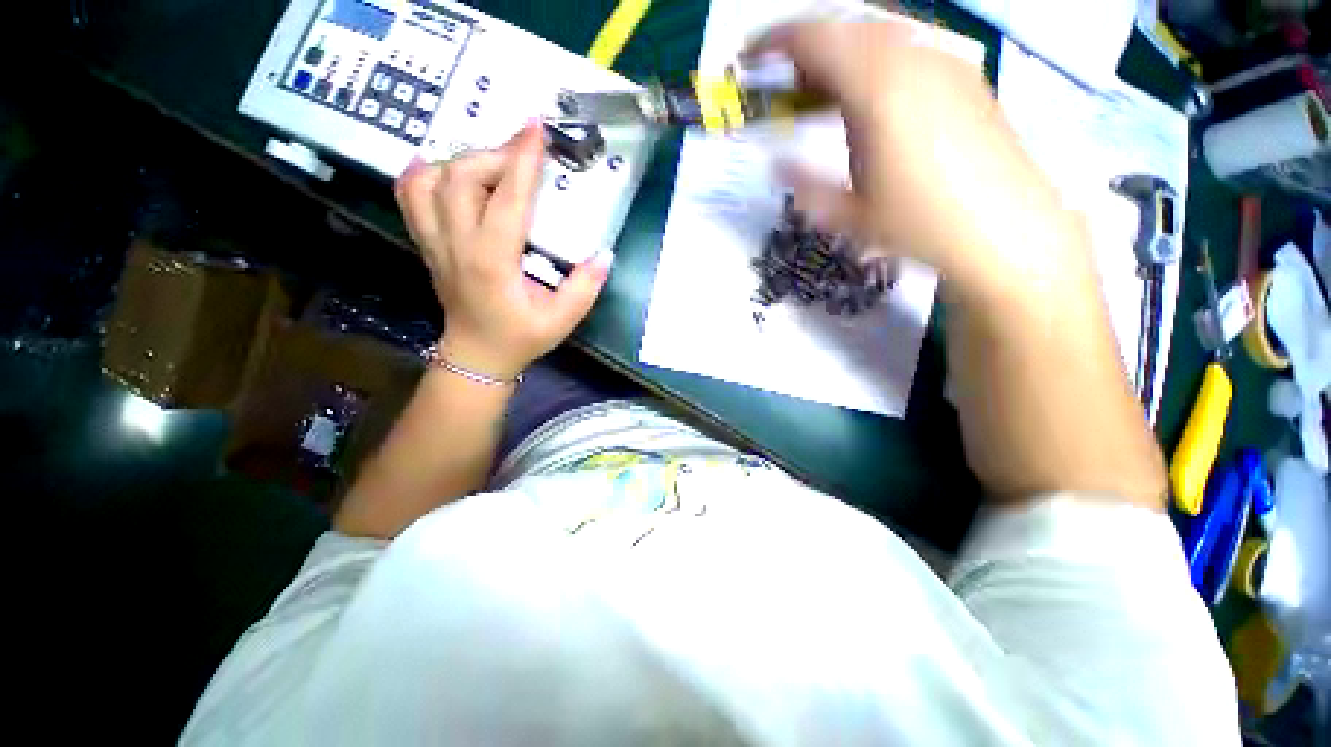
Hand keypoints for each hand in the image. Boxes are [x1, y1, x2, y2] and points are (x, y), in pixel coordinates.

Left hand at [395, 123, 612, 379]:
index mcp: (492, 262)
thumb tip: (604, 254)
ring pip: (428, 179)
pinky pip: (409, 196)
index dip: (522, 161)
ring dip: (461, 160)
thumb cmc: (520, 338)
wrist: (476, 355)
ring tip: (491, 165)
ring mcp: (435, 242)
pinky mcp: (427, 243)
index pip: (506, 200)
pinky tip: (445, 169)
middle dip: (494, 155)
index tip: (536, 130)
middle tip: (523, 157)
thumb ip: (585, 288)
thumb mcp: (562, 320)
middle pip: (460, 176)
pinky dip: (423, 172)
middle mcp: (456, 244)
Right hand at [748, 22, 1086, 299]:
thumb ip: (803, 182)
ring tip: (822, 99)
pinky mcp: (962, 75)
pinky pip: (905, 49)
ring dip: (839, 58)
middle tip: (784, 90)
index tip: (749, 60)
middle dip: (804, 51)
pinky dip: (872, 64)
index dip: (773, 42)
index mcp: (875, 88)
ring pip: (876, 36)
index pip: (813, 38)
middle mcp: (910, 58)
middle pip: (844, 28)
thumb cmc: (918, 224)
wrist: (1004, 228)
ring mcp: (942, 61)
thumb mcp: (846, 213)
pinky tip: (868, 103)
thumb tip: (775, 162)